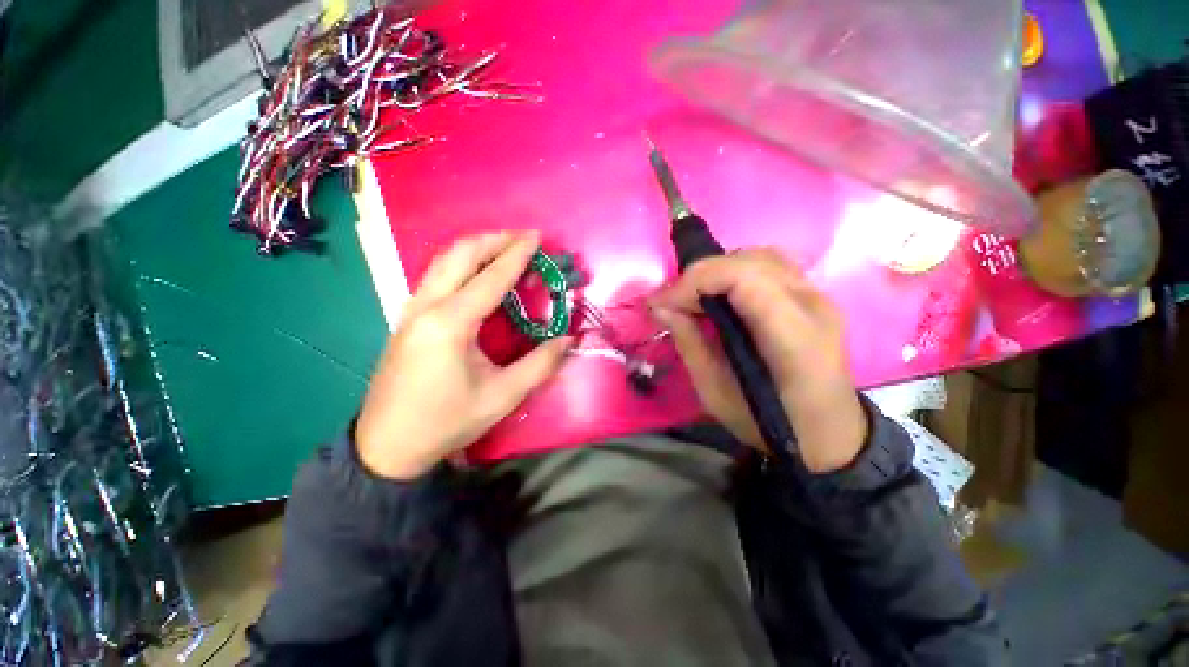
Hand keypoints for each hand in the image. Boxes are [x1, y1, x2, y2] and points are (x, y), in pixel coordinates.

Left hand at [355, 232, 571, 479]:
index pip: (490, 278)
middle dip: (494, 240)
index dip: (516, 255)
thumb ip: (539, 364)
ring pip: (443, 261)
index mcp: (450, 324)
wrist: (387, 445)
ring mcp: (411, 310)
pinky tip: (478, 274)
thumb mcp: (502, 397)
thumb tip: (569, 339)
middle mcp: (426, 306)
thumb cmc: (446, 421)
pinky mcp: (408, 318)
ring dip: (476, 249)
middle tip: (523, 239)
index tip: (537, 238)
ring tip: (505, 249)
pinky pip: (436, 276)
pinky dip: (462, 264)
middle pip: (459, 255)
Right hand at [651, 248, 865, 473]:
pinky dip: (736, 272)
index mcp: (793, 337)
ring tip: (695, 297)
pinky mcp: (813, 296)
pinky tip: (722, 296)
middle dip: (700, 275)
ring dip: (718, 271)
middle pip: (750, 261)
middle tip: (674, 302)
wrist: (828, 434)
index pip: (742, 278)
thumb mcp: (715, 393)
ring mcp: (819, 296)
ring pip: (761, 256)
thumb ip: (689, 343)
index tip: (661, 303)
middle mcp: (813, 305)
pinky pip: (770, 266)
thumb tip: (661, 306)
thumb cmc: (768, 422)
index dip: (694, 281)